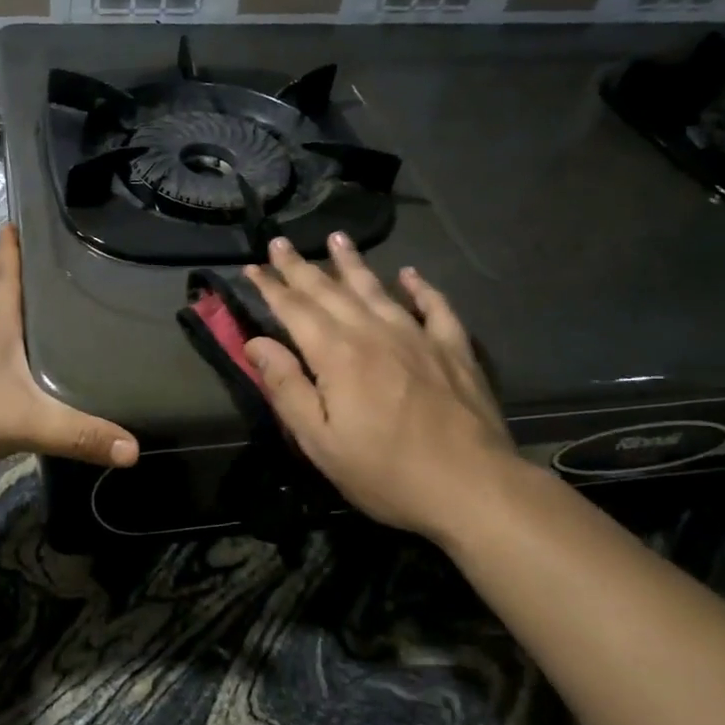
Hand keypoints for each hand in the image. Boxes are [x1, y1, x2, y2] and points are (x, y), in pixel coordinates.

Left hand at [0, 225, 139, 475]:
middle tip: (72, 279)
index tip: (18, 217)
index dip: (14, 248)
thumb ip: (76, 434)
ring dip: (27, 333)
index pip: (8, 276)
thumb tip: (134, 450)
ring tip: (64, 332)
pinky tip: (34, 387)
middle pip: (11, 306)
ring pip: (4, 342)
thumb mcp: (21, 420)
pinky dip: (16, 372)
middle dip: (36, 290)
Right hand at [243, 234, 518, 536]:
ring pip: (377, 289)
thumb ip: (286, 387)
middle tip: (280, 242)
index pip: (294, 309)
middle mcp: (374, 332)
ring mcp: (418, 336)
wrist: (472, 486)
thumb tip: (256, 343)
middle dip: (301, 266)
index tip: (252, 267)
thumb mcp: (319, 441)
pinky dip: (420, 288)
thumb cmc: (384, 471)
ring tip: (337, 238)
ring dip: (352, 263)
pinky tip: (410, 276)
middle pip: (330, 291)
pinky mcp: (452, 349)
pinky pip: (434, 307)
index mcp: (337, 354)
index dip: (271, 287)